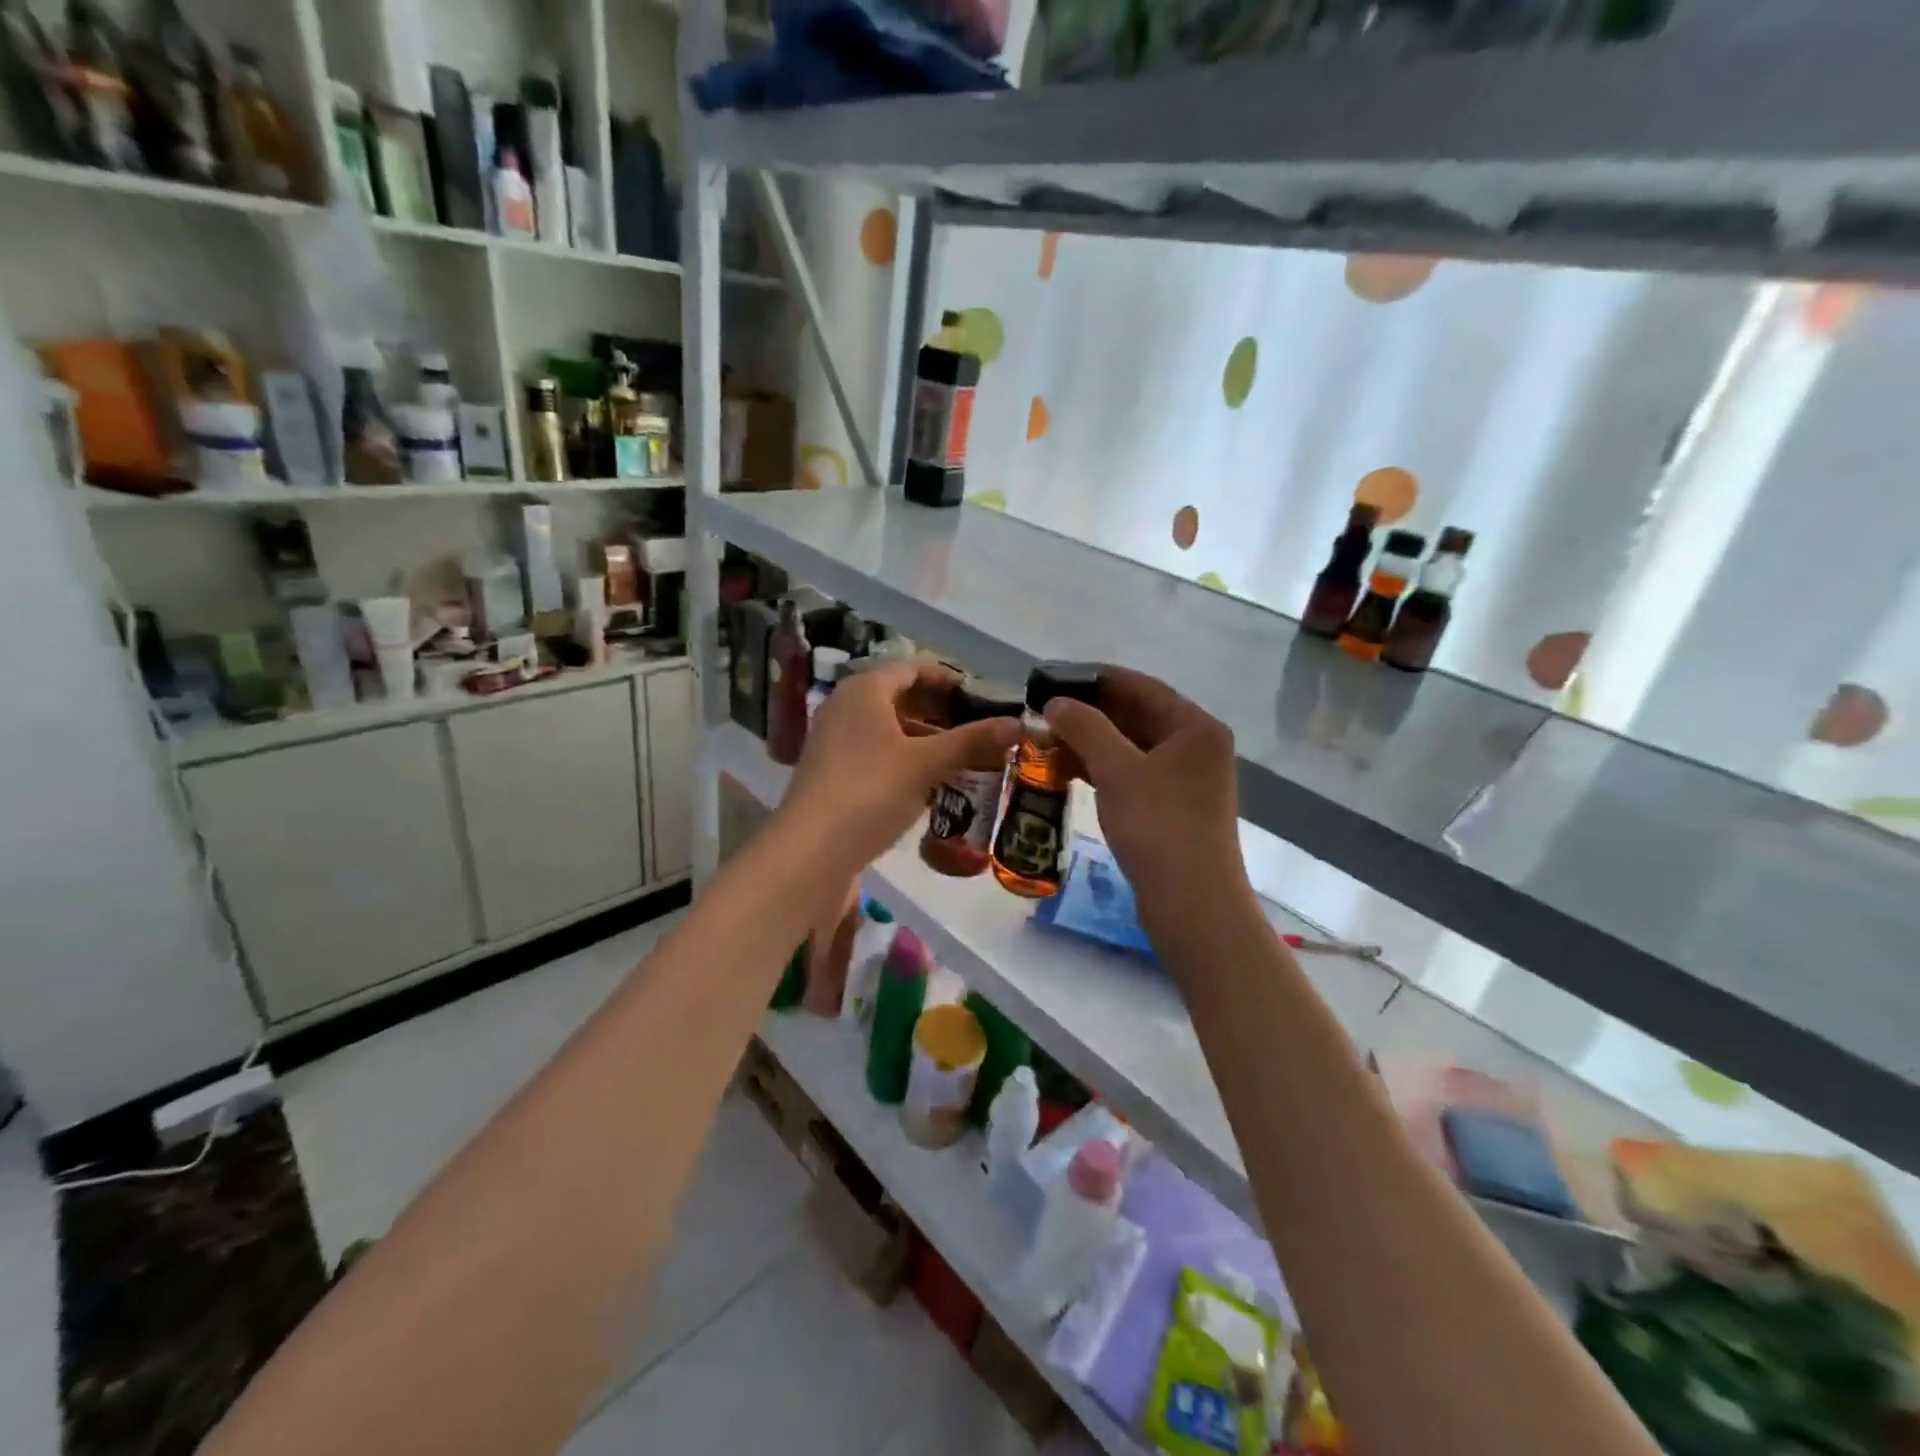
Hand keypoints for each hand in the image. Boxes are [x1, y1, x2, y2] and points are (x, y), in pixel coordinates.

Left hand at [778, 661, 1020, 873]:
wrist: (811, 850)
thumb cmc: (870, 790)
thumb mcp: (925, 764)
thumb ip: (971, 742)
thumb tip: (1018, 724)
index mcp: (865, 690)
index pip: (913, 669)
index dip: (949, 680)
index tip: (981, 698)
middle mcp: (845, 706)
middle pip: (900, 698)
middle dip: (940, 713)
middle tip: (978, 730)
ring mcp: (834, 740)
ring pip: (889, 729)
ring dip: (925, 740)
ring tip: (963, 758)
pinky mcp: (832, 772)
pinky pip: (876, 754)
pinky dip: (905, 761)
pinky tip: (929, 784)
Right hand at [1043, 666, 1248, 912]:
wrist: (1192, 903)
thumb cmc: (1158, 826)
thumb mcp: (1117, 769)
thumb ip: (1085, 727)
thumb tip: (1055, 702)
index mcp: (1194, 726)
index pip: (1140, 685)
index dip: (1094, 679)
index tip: (1053, 678)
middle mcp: (1195, 745)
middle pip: (1136, 715)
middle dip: (1089, 713)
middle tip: (1042, 712)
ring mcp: (1186, 778)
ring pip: (1131, 746)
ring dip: (1091, 742)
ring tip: (1045, 740)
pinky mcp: (1172, 806)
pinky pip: (1132, 773)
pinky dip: (1102, 768)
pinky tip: (1066, 769)